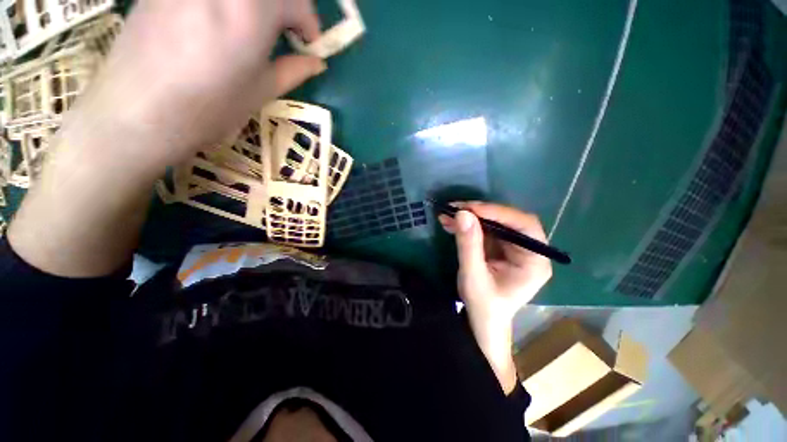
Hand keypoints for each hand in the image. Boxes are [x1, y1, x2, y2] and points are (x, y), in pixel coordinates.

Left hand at [9, 0, 326, 277]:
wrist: (123, 127)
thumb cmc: (198, 120)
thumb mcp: (257, 97)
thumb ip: (291, 72)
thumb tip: (318, 62)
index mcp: (241, 21)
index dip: (307, 18)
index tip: (312, 42)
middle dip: (287, 6)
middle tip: (293, 34)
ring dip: (258, 6)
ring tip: (263, 33)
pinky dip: (230, 7)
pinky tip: (226, 29)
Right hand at [439, 202, 551, 392]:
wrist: (481, 322)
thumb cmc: (484, 306)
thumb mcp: (473, 277)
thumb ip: (469, 245)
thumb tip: (462, 213)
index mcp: (534, 261)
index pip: (524, 226)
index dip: (499, 213)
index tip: (471, 209)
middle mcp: (528, 250)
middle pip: (508, 221)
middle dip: (480, 213)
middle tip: (456, 208)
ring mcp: (512, 247)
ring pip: (493, 223)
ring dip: (470, 217)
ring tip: (447, 214)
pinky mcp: (498, 247)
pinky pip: (484, 230)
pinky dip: (466, 225)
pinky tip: (450, 223)